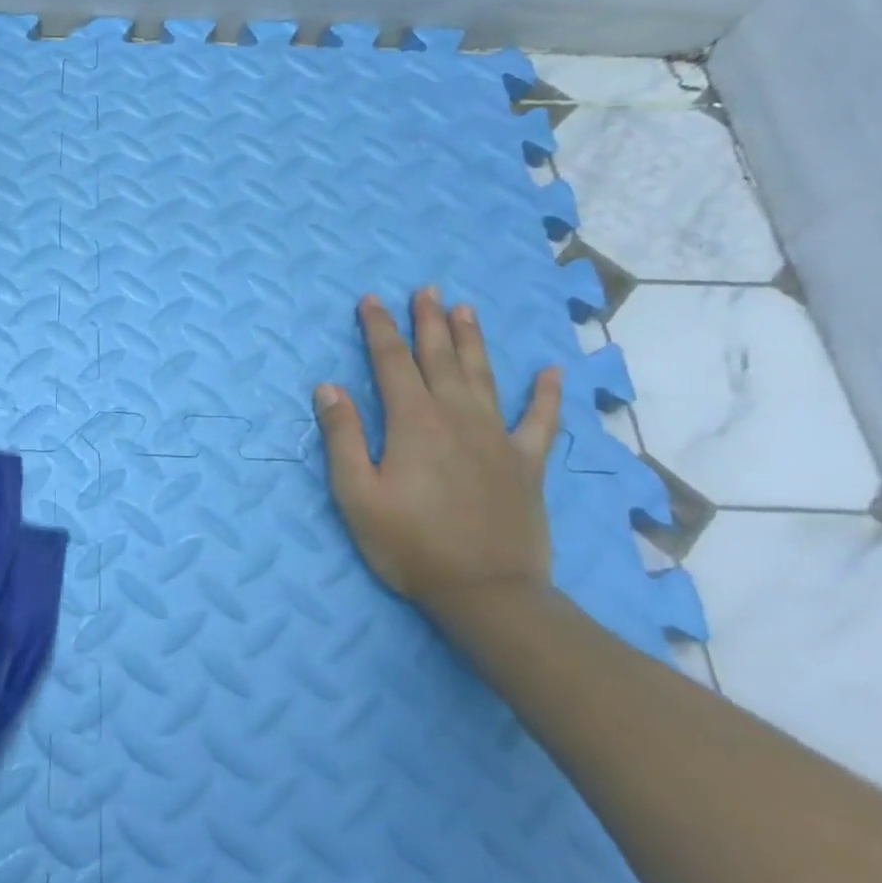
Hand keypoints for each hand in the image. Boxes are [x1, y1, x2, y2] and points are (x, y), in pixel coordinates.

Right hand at [312, 290, 561, 619]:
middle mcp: (458, 418)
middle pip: (440, 359)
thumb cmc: (410, 545)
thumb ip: (343, 437)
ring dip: (472, 341)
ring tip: (466, 309)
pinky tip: (552, 372)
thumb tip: (329, 387)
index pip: (391, 363)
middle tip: (425, 290)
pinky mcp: (526, 464)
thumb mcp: (357, 495)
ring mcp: (497, 438)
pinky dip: (547, 395)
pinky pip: (540, 421)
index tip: (370, 300)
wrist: (487, 592)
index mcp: (414, 423)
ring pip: (484, 376)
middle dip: (428, 322)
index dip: (379, 329)